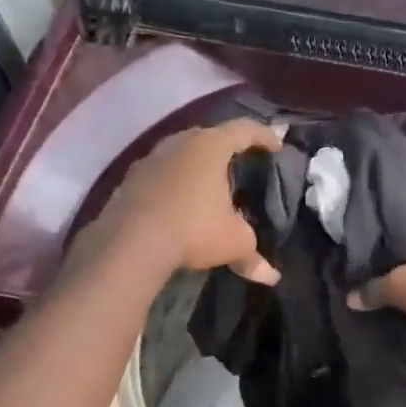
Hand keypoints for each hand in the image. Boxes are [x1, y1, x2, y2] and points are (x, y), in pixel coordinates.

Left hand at [93, 119, 283, 283]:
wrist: (130, 243)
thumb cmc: (193, 229)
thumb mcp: (233, 243)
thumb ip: (252, 254)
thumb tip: (272, 276)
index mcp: (210, 146)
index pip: (244, 130)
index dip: (264, 136)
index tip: (276, 145)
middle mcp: (179, 143)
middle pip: (208, 136)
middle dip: (226, 147)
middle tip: (239, 162)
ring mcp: (150, 159)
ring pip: (180, 153)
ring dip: (195, 164)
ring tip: (207, 183)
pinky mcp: (129, 179)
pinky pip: (159, 173)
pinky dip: (173, 182)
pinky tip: (177, 202)